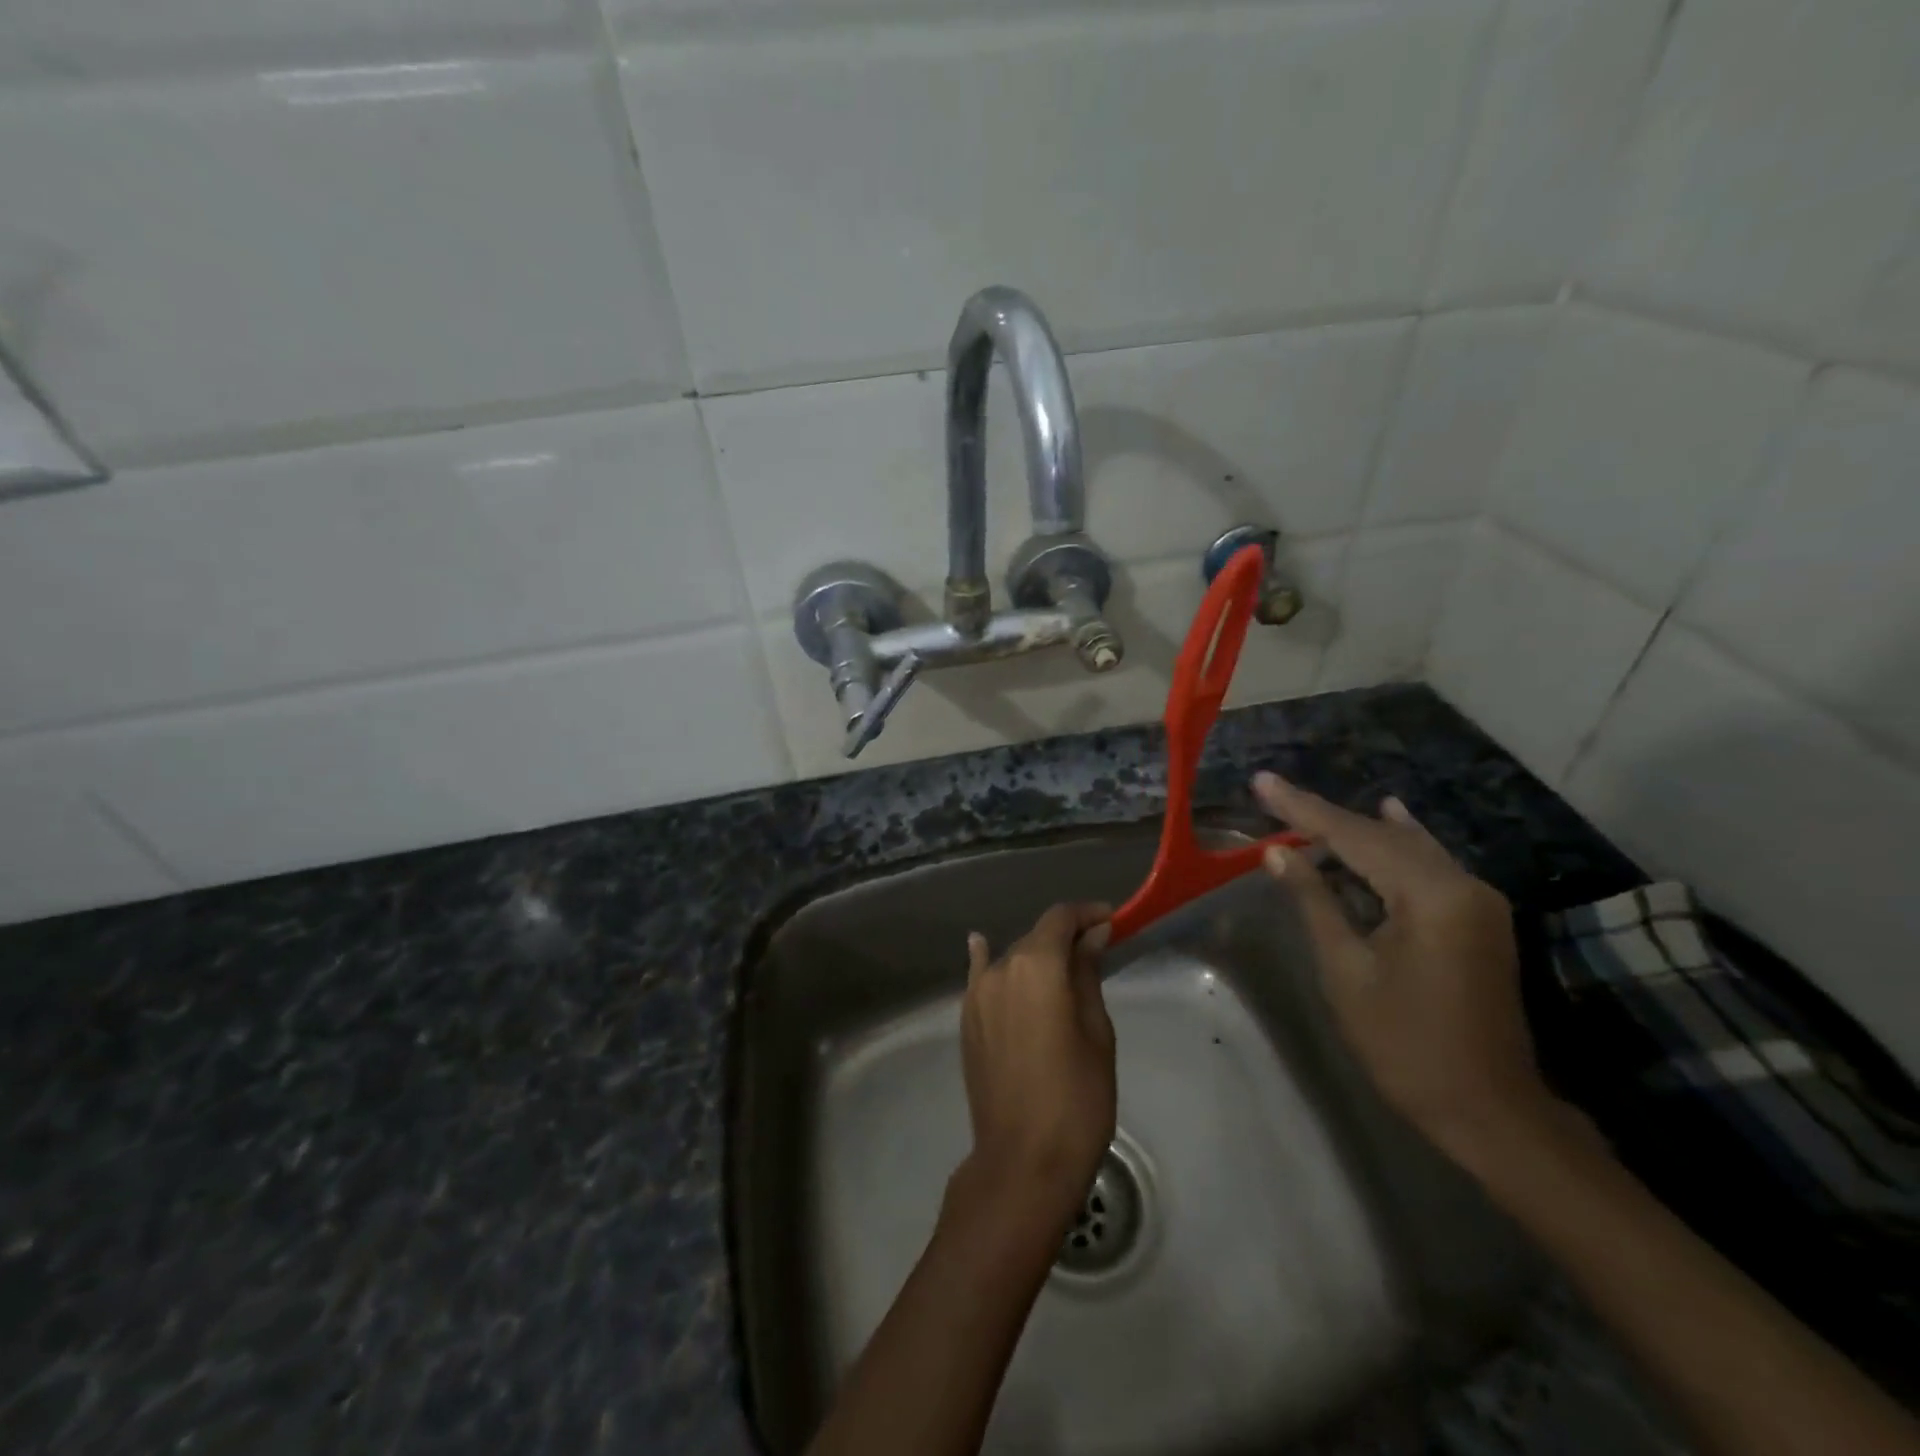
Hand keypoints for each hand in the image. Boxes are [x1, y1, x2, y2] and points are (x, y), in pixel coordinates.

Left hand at [956, 903, 1116, 1234]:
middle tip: (1096, 950)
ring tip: (1062, 969)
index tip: (1111, 921)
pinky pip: (980, 978)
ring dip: (1037, 957)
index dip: (1086, 914)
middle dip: (1066, 937)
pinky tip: (982, 946)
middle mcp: (1000, 969)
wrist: (1024, 1160)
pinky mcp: (967, 1020)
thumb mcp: (1096, 1032)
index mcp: (1037, 965)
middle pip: (1036, 937)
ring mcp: (976, 994)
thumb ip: (1087, 975)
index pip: (1060, 919)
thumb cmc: (1077, 1097)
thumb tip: (1092, 936)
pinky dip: (986, 960)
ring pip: (1012, 959)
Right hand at [1252, 772, 1561, 1161]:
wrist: (1488, 1110)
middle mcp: (1463, 885)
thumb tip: (1279, 853)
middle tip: (1274, 793)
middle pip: (1381, 837)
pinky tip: (1391, 816)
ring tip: (1310, 805)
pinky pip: (1428, 866)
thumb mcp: (1346, 970)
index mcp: (1432, 896)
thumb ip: (1315, 901)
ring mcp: (1478, 901)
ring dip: (1356, 829)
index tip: (1262, 782)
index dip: (1302, 810)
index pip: (1354, 837)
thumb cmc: (1406, 1044)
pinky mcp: (1478, 919)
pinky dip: (1396, 844)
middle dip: (1324, 817)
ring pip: (1406, 848)